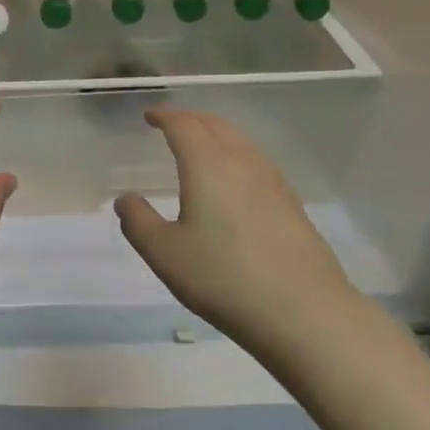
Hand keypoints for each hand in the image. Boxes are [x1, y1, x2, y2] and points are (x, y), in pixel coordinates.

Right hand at [114, 108, 357, 343]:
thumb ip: (139, 222)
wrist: (304, 312)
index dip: (165, 116)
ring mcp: (273, 183)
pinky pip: (258, 163)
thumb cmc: (223, 278)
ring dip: (217, 135)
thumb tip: (126, 199)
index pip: (184, 126)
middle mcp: (242, 163)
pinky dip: (237, 157)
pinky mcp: (293, 205)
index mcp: (208, 165)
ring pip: (241, 142)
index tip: (150, 116)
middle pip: (216, 126)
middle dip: (192, 120)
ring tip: (202, 148)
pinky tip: (236, 182)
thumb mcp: (165, 254)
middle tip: (173, 126)